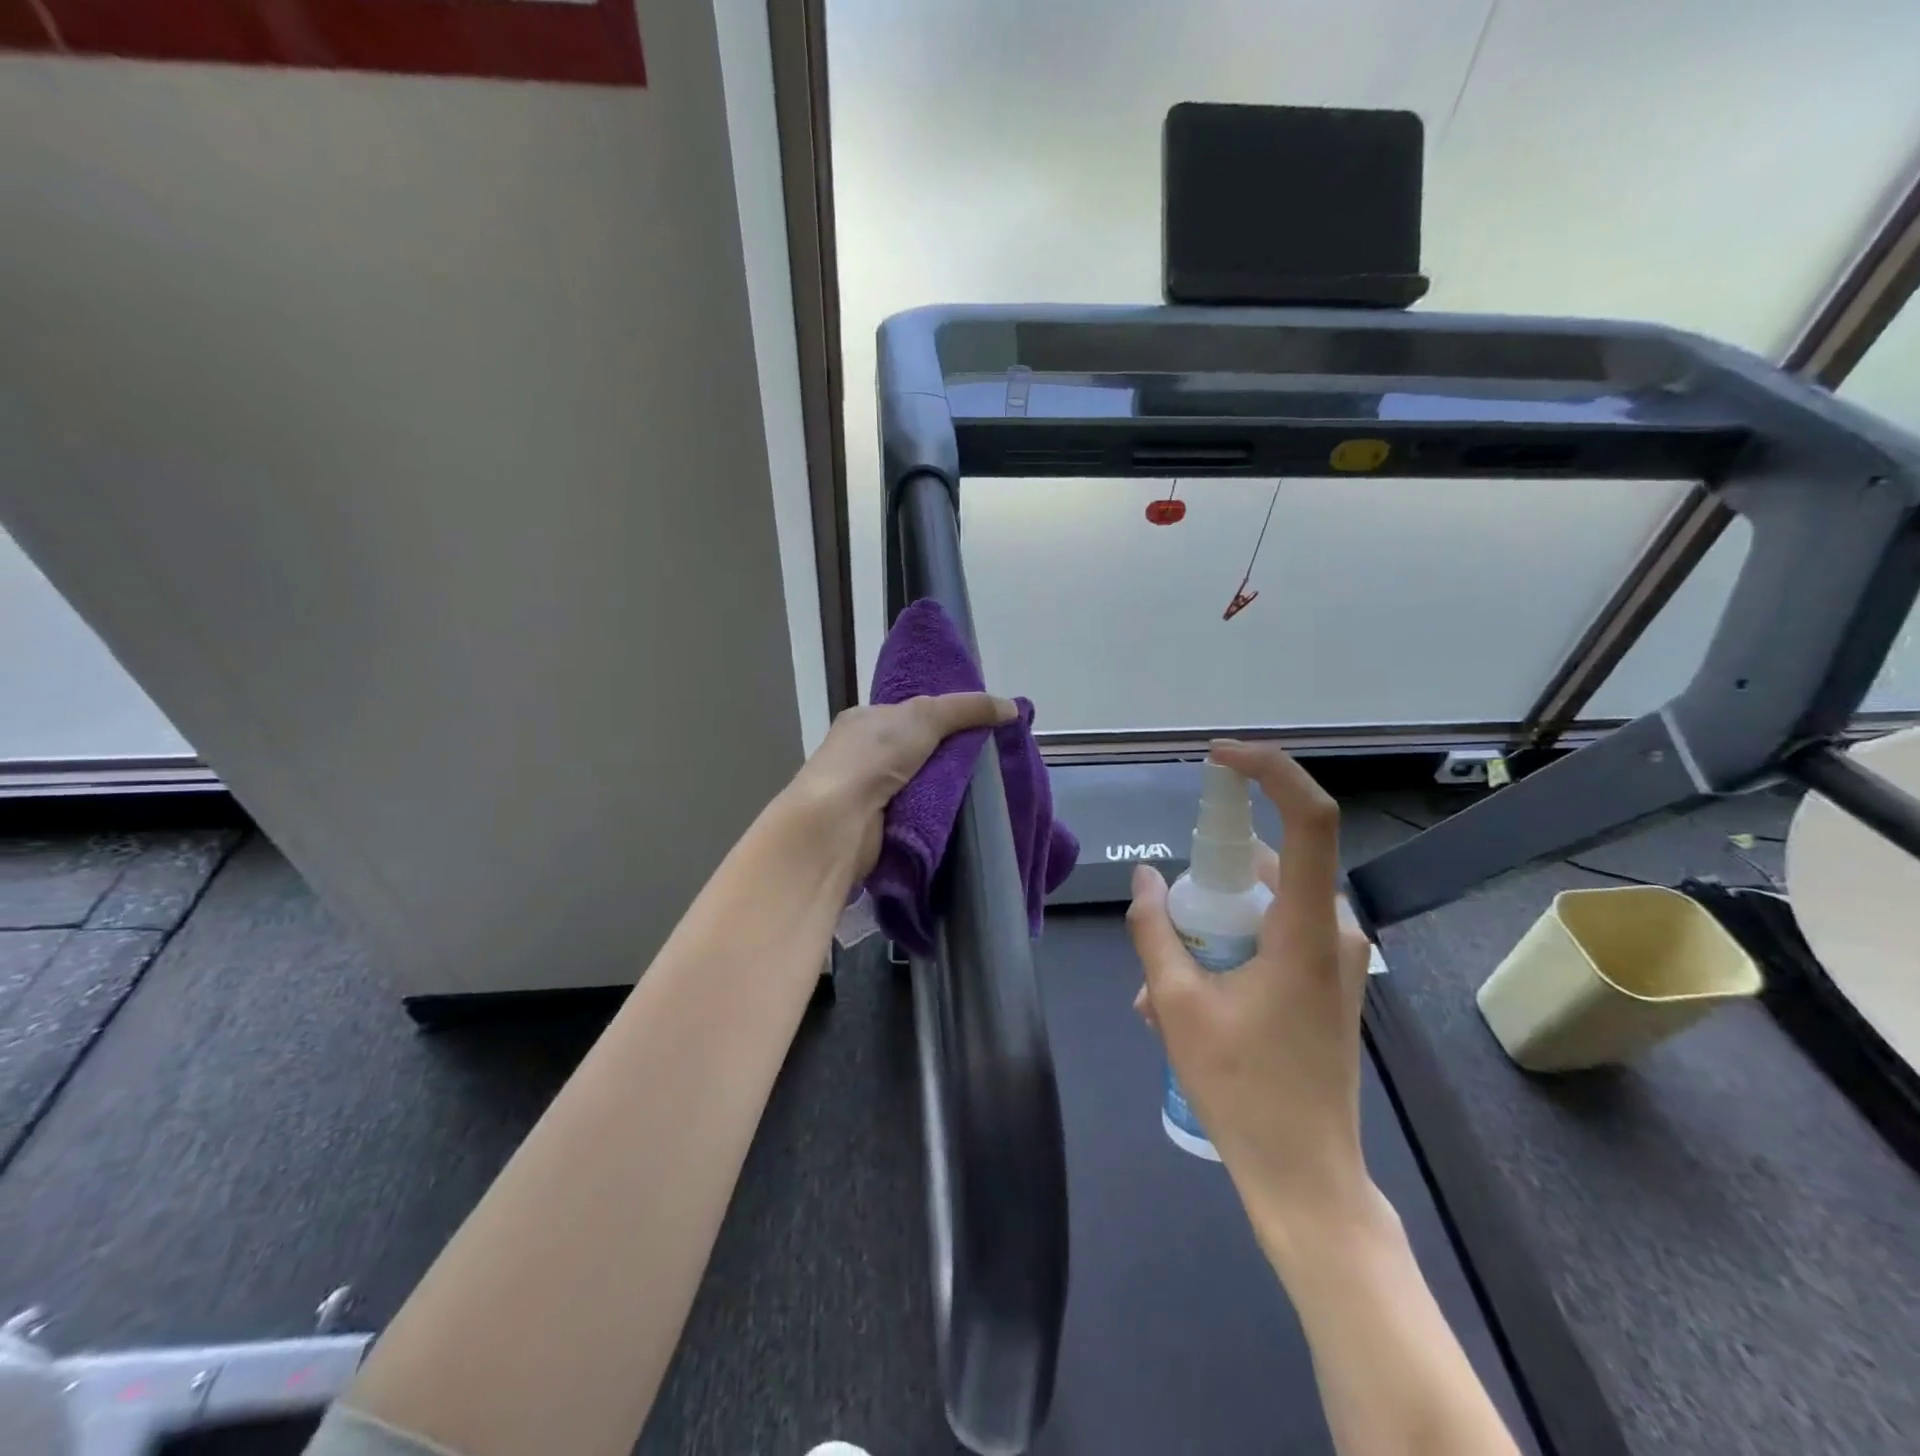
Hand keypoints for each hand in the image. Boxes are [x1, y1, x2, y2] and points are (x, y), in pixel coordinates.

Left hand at [786, 693, 1016, 878]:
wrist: (839, 820)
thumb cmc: (873, 756)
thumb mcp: (925, 716)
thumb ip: (968, 708)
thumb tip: (1012, 707)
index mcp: (863, 720)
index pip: (907, 712)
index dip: (941, 715)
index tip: (976, 724)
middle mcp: (861, 754)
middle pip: (916, 749)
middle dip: (948, 753)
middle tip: (989, 758)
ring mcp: (866, 792)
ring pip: (918, 782)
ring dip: (945, 785)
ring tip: (987, 786)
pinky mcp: (876, 826)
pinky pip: (916, 812)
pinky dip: (936, 811)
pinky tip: (964, 812)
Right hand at [1126, 740, 1377, 1248]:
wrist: (1307, 1177)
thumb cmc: (1242, 1090)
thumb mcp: (1175, 1005)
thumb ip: (1155, 930)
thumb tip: (1145, 878)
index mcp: (1304, 929)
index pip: (1309, 818)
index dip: (1269, 771)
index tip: (1218, 758)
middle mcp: (1332, 929)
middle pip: (1267, 863)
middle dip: (1206, 881)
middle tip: (1164, 924)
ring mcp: (1336, 956)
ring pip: (1264, 901)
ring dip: (1211, 924)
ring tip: (1161, 984)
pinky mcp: (1329, 978)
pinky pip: (1274, 931)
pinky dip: (1230, 944)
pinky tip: (1190, 995)